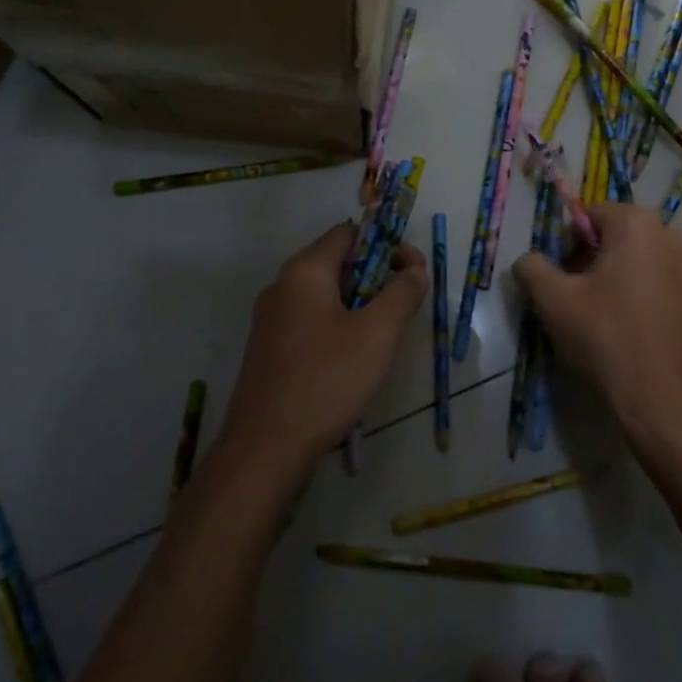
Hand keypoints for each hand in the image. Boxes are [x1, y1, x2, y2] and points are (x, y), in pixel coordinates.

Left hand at [220, 222, 428, 474]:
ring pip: (326, 296)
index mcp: (304, 271)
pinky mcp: (270, 350)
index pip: (349, 233)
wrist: (266, 447)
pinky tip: (354, 360)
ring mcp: (271, 320)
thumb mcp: (377, 333)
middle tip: (404, 307)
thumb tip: (415, 270)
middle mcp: (282, 286)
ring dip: (360, 305)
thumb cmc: (326, 380)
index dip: (387, 244)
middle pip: (338, 263)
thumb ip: (402, 293)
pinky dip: (339, 327)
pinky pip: (312, 322)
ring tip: (384, 336)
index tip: (414, 272)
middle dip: (377, 277)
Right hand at [513, 203, 681, 461]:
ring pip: (639, 263)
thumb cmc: (607, 339)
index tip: (558, 278)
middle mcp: (673, 236)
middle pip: (617, 238)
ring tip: (598, 319)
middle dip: (590, 262)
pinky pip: (660, 286)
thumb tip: (528, 260)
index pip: (590, 215)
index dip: (566, 243)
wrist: (669, 402)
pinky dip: (639, 298)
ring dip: (615, 281)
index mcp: (638, 224)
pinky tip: (627, 333)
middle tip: (573, 299)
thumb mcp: (553, 301)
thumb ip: (532, 268)